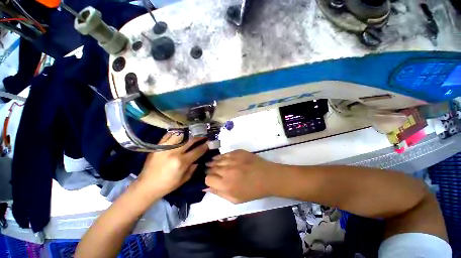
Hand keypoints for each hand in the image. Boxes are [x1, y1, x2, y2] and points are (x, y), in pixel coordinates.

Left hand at [138, 133, 208, 196]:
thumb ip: (193, 167)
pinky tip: (182, 132)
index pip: (197, 151)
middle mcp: (174, 152)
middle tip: (204, 135)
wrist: (146, 185)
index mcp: (181, 162)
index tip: (209, 143)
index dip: (205, 146)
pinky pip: (169, 135)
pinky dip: (177, 132)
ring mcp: (165, 147)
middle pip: (190, 140)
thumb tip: (199, 158)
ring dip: (189, 132)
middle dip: (199, 136)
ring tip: (194, 132)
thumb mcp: (184, 179)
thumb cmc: (167, 185)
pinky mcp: (158, 146)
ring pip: (180, 134)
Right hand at [205, 150, 281, 202]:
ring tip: (211, 164)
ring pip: (216, 159)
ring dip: (213, 162)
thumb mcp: (235, 199)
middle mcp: (227, 170)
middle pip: (211, 168)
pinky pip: (225, 153)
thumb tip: (206, 187)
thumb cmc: (252, 191)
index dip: (208, 179)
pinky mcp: (237, 152)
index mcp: (226, 184)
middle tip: (210, 171)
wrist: (267, 177)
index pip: (208, 179)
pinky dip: (220, 156)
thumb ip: (219, 193)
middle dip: (209, 170)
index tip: (211, 179)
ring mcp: (232, 159)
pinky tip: (220, 158)